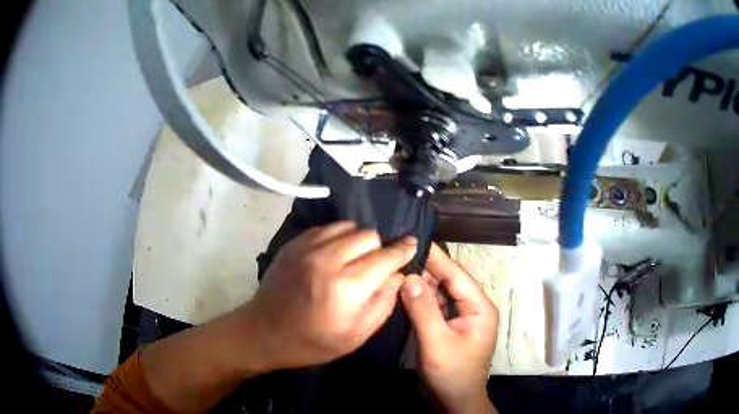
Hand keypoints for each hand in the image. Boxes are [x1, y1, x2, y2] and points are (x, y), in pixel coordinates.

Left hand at [247, 221, 416, 370]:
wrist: (264, 332)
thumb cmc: (312, 342)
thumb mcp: (356, 336)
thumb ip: (383, 303)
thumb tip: (397, 275)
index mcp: (346, 288)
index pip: (385, 257)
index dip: (403, 250)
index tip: (412, 245)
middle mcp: (327, 259)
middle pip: (369, 235)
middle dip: (379, 249)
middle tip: (374, 266)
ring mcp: (307, 248)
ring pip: (348, 226)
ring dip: (358, 240)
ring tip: (354, 259)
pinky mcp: (294, 243)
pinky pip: (327, 228)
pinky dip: (337, 237)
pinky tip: (333, 255)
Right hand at [401, 244, 497, 412]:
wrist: (454, 400)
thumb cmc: (451, 372)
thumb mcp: (436, 341)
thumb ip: (423, 309)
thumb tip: (408, 276)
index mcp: (479, 307)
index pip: (456, 275)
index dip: (436, 257)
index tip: (413, 240)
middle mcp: (472, 307)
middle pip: (448, 282)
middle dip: (425, 269)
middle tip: (398, 254)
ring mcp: (460, 317)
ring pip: (439, 293)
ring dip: (421, 283)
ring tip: (397, 267)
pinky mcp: (448, 326)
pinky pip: (434, 306)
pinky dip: (420, 298)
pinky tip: (403, 290)